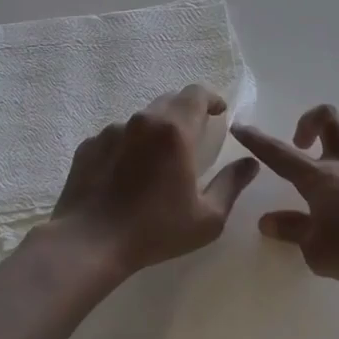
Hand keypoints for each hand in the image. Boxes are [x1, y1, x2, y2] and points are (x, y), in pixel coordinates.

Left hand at [51, 84, 258, 274]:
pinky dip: (129, 147)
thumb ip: (232, 184)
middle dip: (186, 113)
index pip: (197, 94)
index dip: (212, 99)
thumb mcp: (208, 217)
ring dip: (156, 132)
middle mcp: (142, 121)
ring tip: (158, 163)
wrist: (88, 244)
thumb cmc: (155, 230)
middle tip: (194, 138)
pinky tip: (128, 176)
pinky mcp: (89, 146)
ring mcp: (111, 131)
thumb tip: (250, 163)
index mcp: (175, 131)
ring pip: (142, 120)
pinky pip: (117, 137)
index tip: (219, 113)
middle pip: (170, 101)